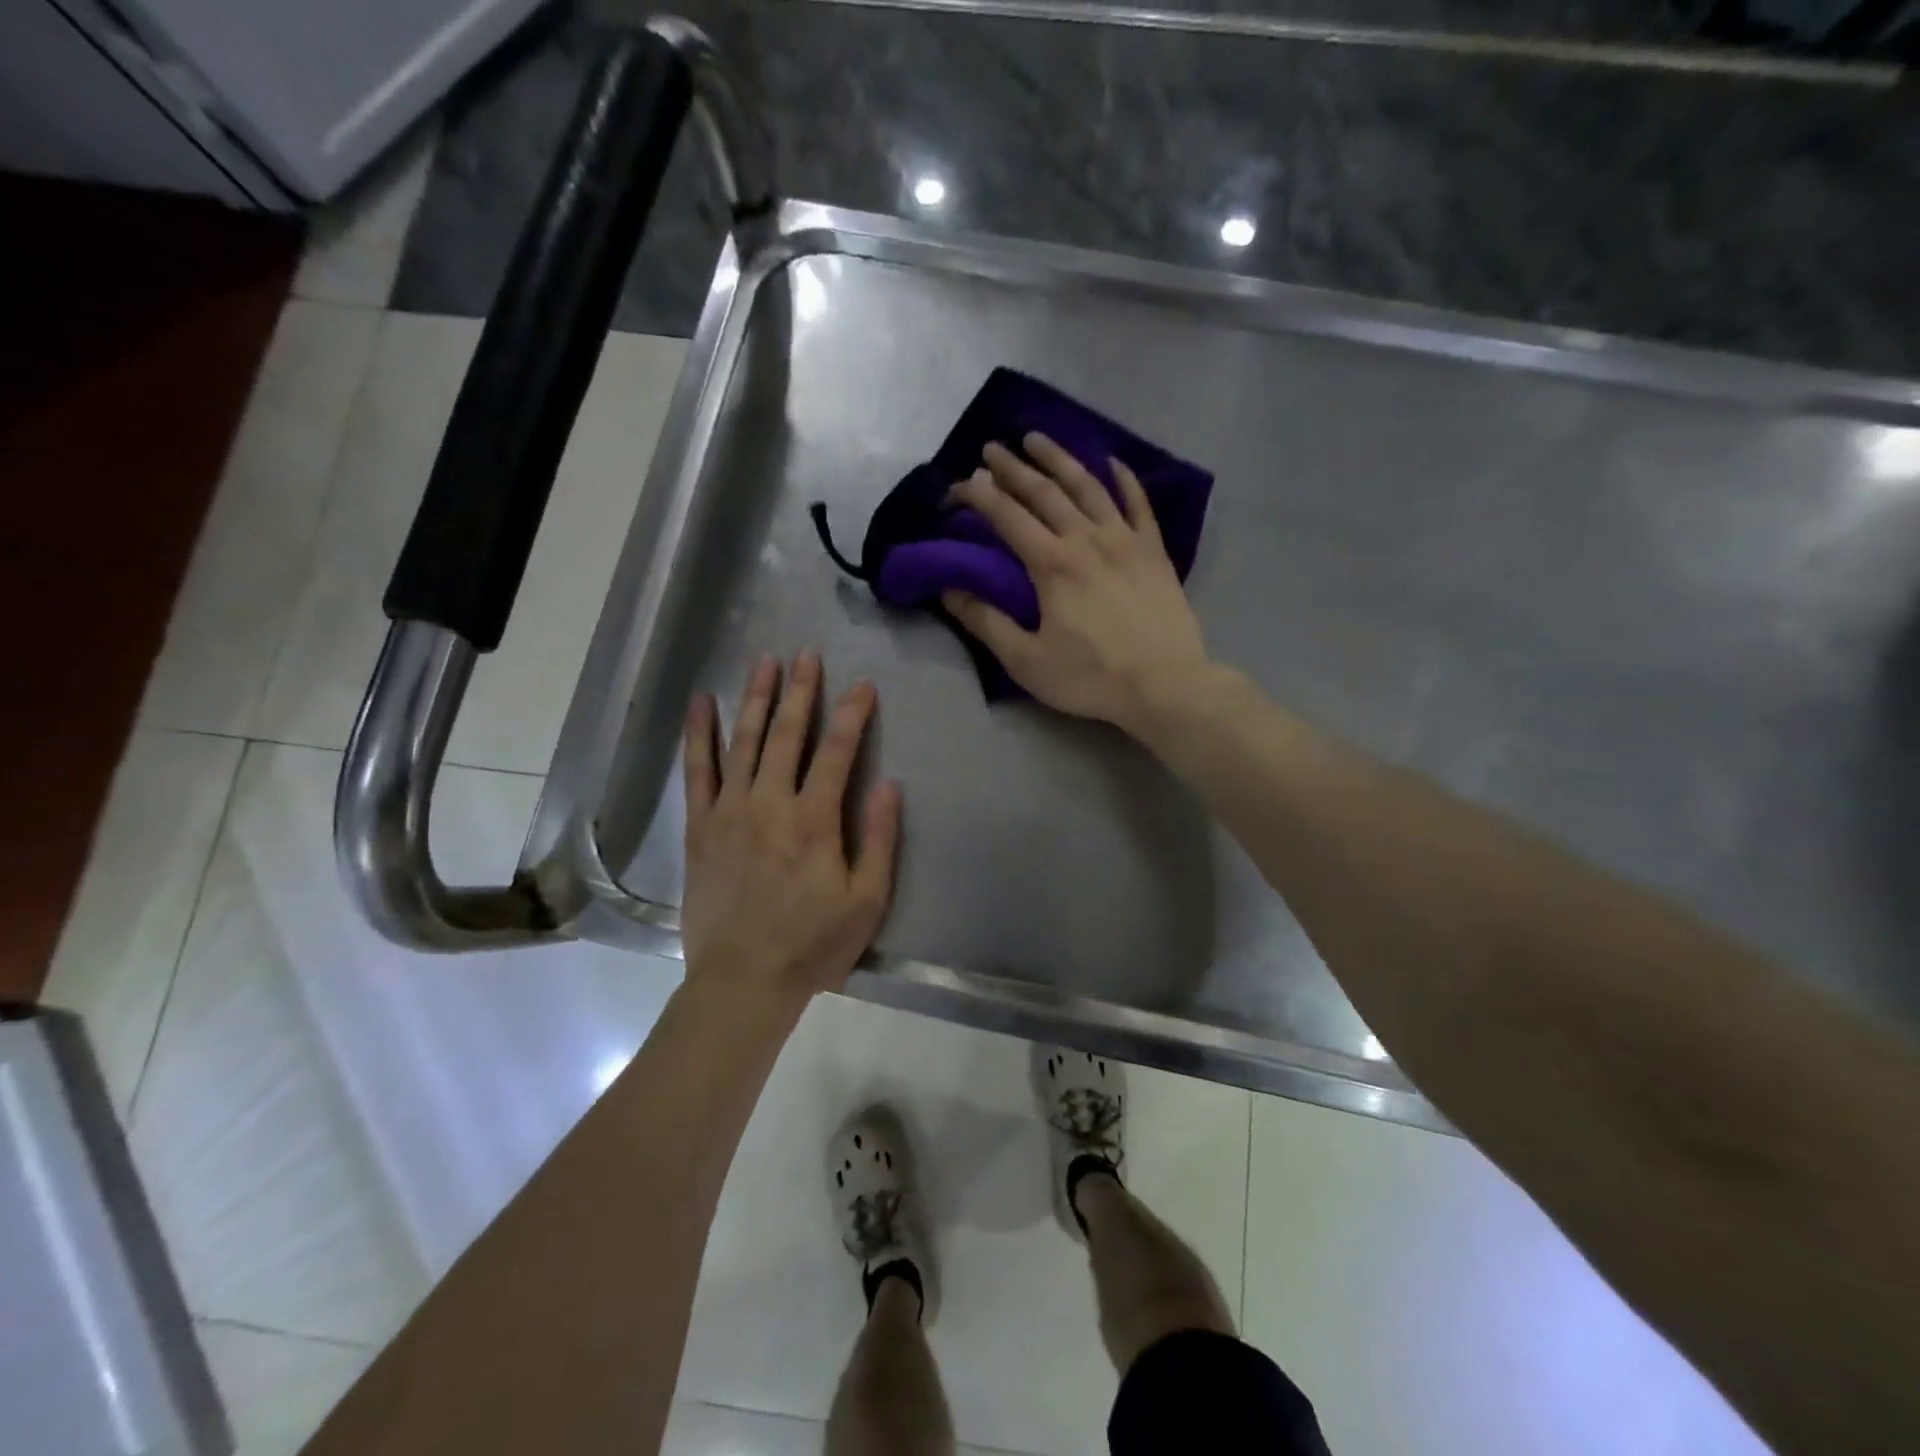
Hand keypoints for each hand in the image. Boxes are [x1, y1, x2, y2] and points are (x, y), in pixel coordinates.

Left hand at [680, 652, 901, 1008]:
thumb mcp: (866, 900)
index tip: (863, 684)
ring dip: (754, 698)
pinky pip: (697, 771)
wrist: (743, 980)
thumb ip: (879, 839)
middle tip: (806, 655)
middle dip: (800, 691)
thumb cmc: (813, 944)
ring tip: (763, 662)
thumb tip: (888, 784)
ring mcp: (729, 811)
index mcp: (814, 820)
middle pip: (787, 734)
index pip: (838, 751)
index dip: (852, 714)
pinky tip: (701, 703)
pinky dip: (698, 734)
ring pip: (742, 741)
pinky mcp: (700, 827)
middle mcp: (770, 803)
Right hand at [943, 433, 1212, 735]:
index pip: (1007, 516)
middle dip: (1013, 467)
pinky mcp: (1154, 550)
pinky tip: (1112, 462)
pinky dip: (1123, 478)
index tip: (959, 484)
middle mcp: (1086, 539)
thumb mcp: (1027, 660)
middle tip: (991, 447)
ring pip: (1088, 485)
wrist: (1166, 684)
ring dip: (1059, 458)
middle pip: (1044, 491)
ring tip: (1037, 438)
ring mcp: (1125, 539)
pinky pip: (1138, 502)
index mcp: (1052, 564)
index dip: (979, 496)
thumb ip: (987, 623)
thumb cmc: (1092, 677)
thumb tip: (950, 591)